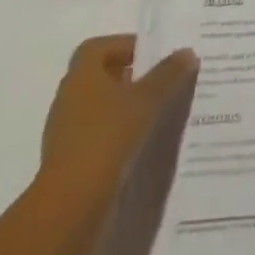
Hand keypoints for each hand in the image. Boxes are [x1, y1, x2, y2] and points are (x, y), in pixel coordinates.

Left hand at [38, 35, 197, 198]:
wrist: (70, 208)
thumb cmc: (107, 137)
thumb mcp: (146, 100)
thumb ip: (168, 74)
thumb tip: (187, 52)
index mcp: (81, 75)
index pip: (99, 47)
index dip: (125, 46)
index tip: (153, 55)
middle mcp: (70, 98)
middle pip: (102, 77)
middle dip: (132, 77)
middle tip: (163, 81)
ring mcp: (67, 133)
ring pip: (102, 109)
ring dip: (126, 109)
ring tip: (159, 113)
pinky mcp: (71, 163)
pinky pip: (100, 138)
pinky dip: (119, 136)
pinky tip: (143, 144)